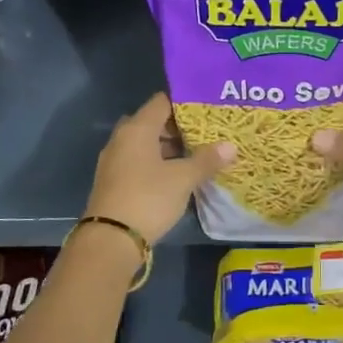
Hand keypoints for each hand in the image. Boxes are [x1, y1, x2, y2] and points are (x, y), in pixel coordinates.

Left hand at [84, 93, 235, 244]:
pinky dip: (156, 163)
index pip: (161, 102)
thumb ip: (206, 160)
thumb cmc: (148, 198)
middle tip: (203, 133)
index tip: (206, 109)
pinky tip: (175, 175)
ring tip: (194, 155)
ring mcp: (114, 160)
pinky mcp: (113, 181)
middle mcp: (122, 139)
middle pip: (152, 122)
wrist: (111, 239)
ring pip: (144, 144)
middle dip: (176, 127)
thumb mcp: (183, 179)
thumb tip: (231, 146)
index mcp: (137, 129)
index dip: (184, 103)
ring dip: (166, 147)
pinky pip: (137, 161)